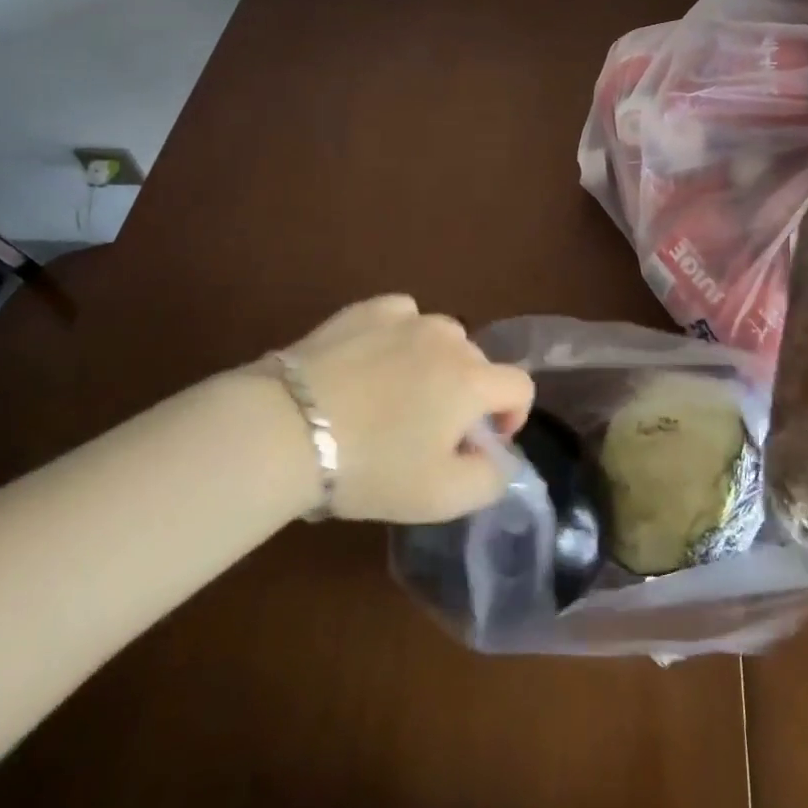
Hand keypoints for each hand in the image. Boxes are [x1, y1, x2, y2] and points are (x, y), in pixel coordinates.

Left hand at [210, 296, 534, 523]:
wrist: (287, 429)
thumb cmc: (372, 466)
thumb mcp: (442, 498)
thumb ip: (491, 479)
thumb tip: (499, 456)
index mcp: (473, 380)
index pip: (520, 387)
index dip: (511, 416)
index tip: (480, 442)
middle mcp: (449, 338)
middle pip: (478, 364)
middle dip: (467, 396)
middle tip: (429, 431)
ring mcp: (407, 318)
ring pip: (442, 338)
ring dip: (435, 364)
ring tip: (398, 395)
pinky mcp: (367, 309)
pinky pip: (403, 316)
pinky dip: (401, 336)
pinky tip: (374, 361)